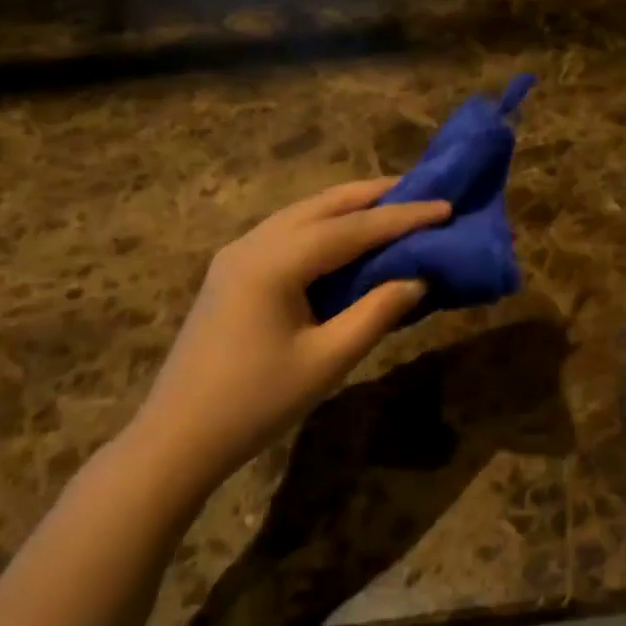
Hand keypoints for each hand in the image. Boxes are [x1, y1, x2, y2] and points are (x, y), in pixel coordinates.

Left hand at [130, 178, 449, 489]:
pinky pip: (285, 235)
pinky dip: (322, 228)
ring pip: (300, 215)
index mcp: (274, 262)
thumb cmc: (257, 402)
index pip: (351, 229)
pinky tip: (344, 240)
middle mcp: (252, 244)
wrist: (180, 435)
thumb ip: (376, 313)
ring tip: (390, 208)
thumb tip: (417, 279)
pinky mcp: (231, 273)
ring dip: (346, 209)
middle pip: (321, 206)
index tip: (445, 206)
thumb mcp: (327, 360)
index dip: (402, 217)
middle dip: (372, 196)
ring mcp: (236, 256)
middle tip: (420, 191)